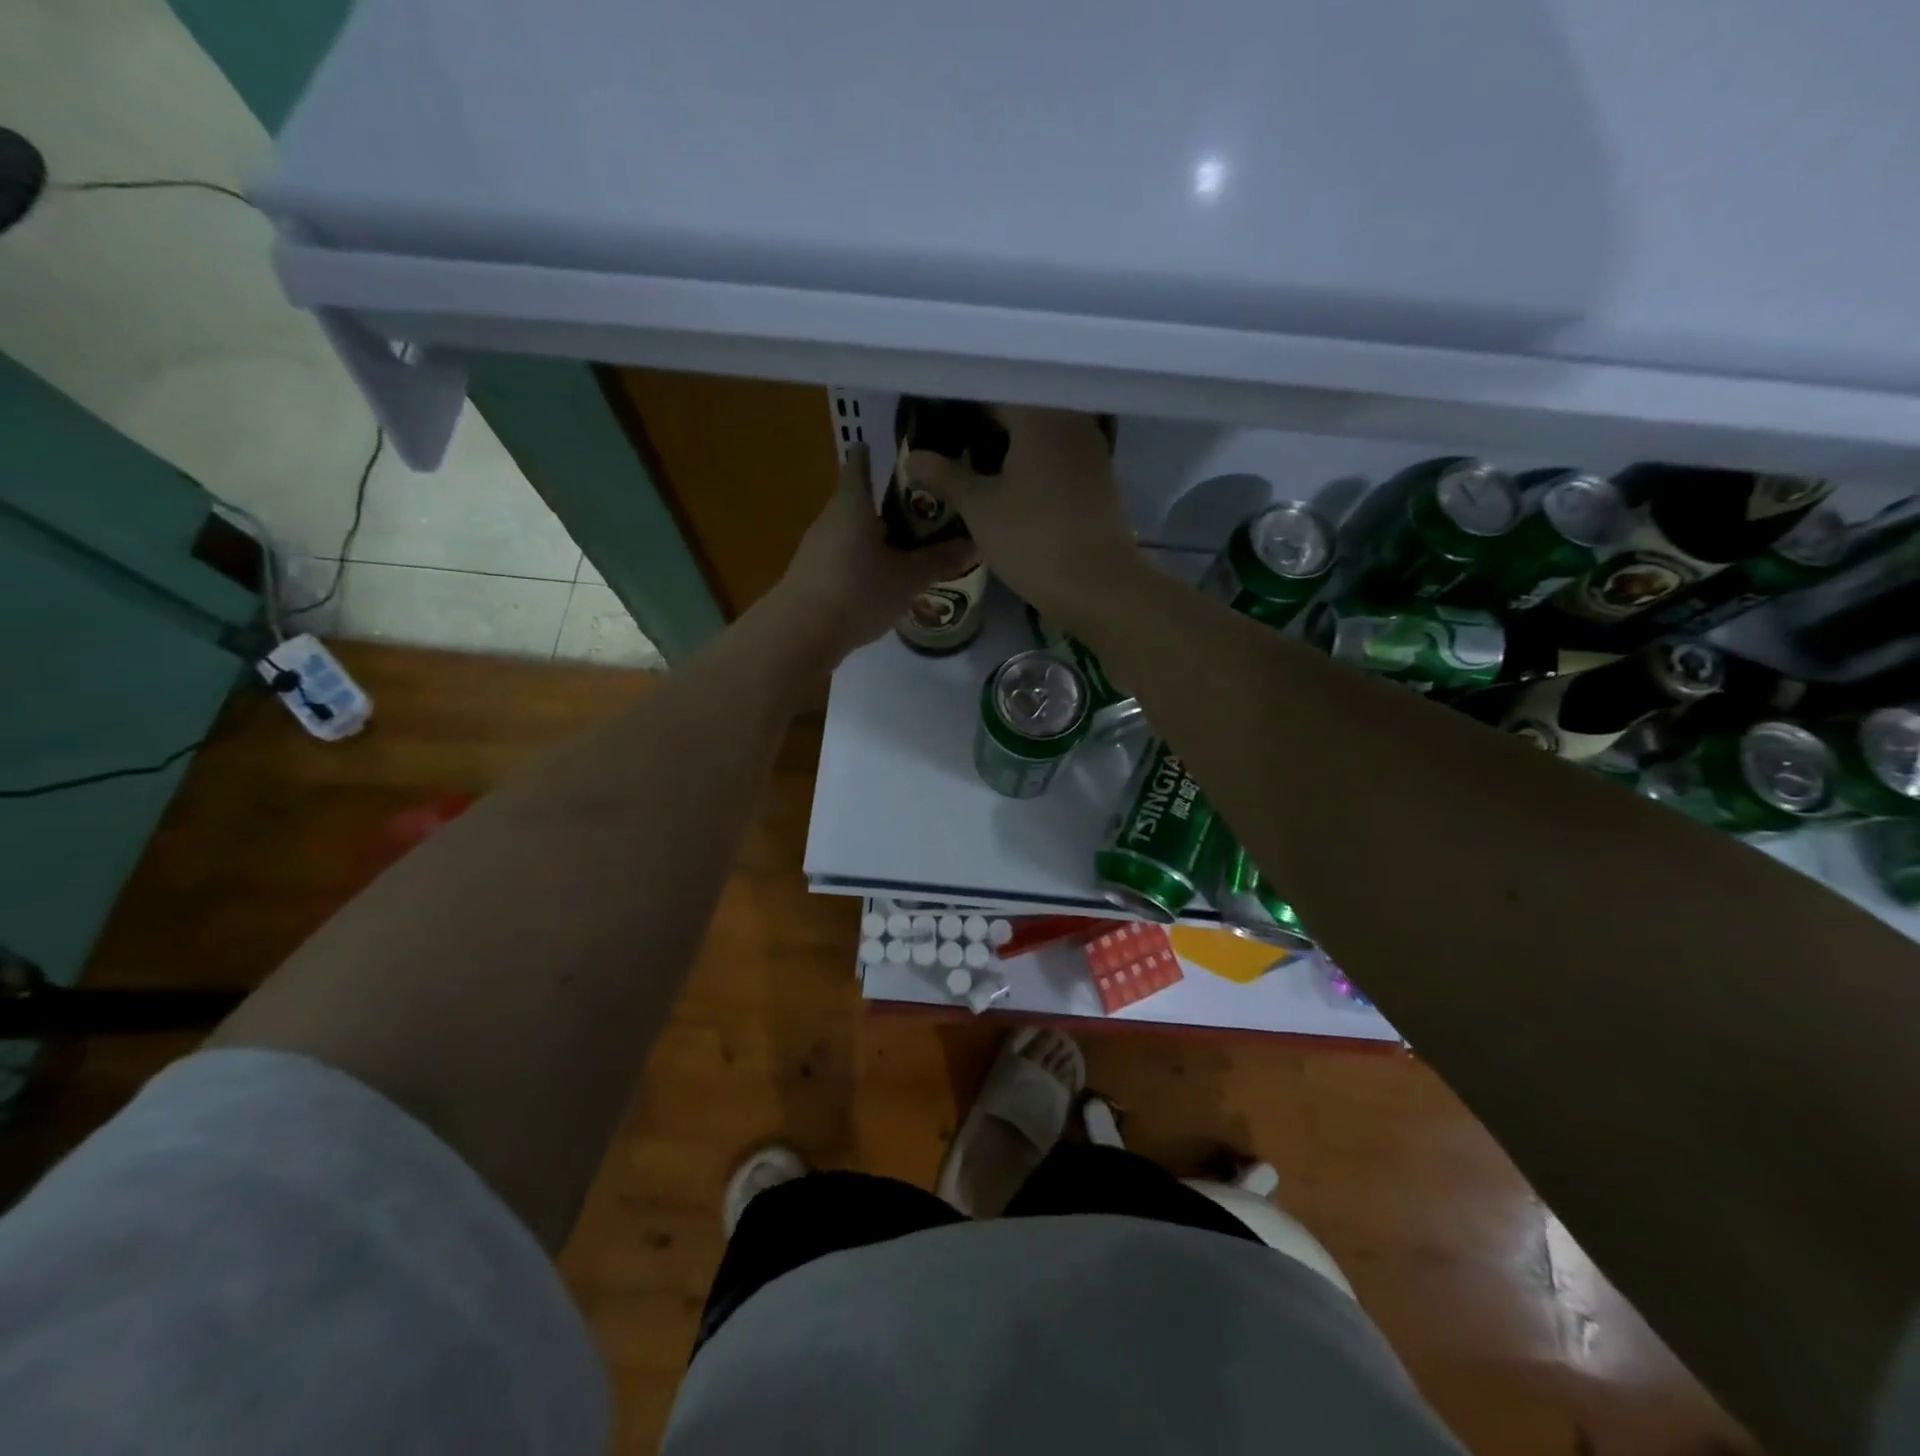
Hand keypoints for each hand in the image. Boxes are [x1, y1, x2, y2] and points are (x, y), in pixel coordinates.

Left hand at [769, 445, 976, 665]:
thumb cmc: (857, 591)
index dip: (877, 455)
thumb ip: (940, 561)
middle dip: (888, 504)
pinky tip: (882, 581)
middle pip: (858, 500)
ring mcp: (816, 547)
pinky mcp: (811, 575)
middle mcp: (830, 518)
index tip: (902, 457)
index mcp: (852, 504)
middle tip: (923, 511)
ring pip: (850, 532)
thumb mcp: (907, 578)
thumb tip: (976, 544)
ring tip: (908, 549)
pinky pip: (842, 558)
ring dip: (875, 537)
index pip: (860, 464)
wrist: (800, 634)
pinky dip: (862, 562)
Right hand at [904, 405, 1138, 629]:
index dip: (959, 405)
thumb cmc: (1034, 540)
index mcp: (1040, 415)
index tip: (933, 421)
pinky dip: (1031, 463)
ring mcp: (1090, 449)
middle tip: (948, 445)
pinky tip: (1008, 485)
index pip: (991, 390)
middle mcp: (1070, 420)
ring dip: (1007, 445)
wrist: (1099, 587)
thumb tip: (913, 457)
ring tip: (972, 465)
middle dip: (983, 425)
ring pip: (1039, 434)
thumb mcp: (980, 508)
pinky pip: (1056, 456)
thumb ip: (945, 475)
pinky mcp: (1098, 478)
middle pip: (1019, 409)